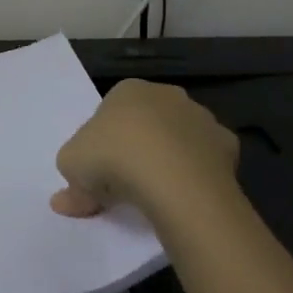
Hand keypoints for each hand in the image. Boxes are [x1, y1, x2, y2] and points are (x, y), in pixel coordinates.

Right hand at [51, 79, 238, 220]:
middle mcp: (167, 95)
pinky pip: (205, 159)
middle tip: (125, 183)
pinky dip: (196, 173)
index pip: (111, 112)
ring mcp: (201, 117)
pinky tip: (185, 195)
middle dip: (138, 146)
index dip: (102, 142)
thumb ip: (70, 183)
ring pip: (179, 138)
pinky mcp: (227, 144)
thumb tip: (65, 201)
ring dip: (168, 158)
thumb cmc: (113, 158)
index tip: (98, 169)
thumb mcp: (71, 168)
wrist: (174, 179)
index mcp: (128, 90)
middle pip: (147, 122)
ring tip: (156, 194)